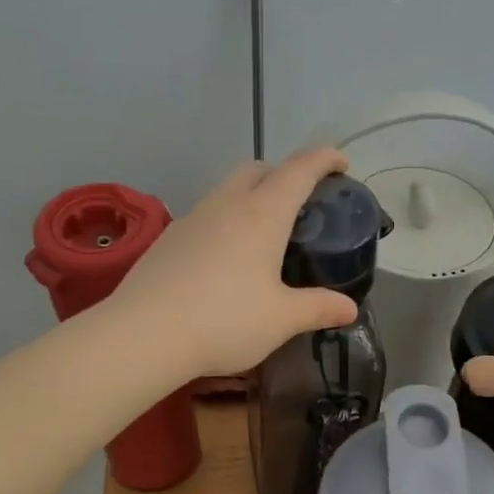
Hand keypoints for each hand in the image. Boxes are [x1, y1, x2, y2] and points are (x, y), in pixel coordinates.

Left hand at [111, 148, 360, 379]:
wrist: (143, 334)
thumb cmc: (225, 320)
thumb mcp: (281, 319)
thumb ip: (318, 308)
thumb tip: (350, 308)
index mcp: (262, 214)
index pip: (299, 170)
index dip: (323, 160)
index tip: (340, 162)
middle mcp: (226, 205)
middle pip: (258, 170)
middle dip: (283, 174)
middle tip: (300, 203)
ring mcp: (192, 219)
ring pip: (227, 191)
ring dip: (250, 198)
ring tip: (263, 235)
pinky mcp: (167, 239)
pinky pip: (205, 217)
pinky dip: (224, 223)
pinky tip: (225, 260)